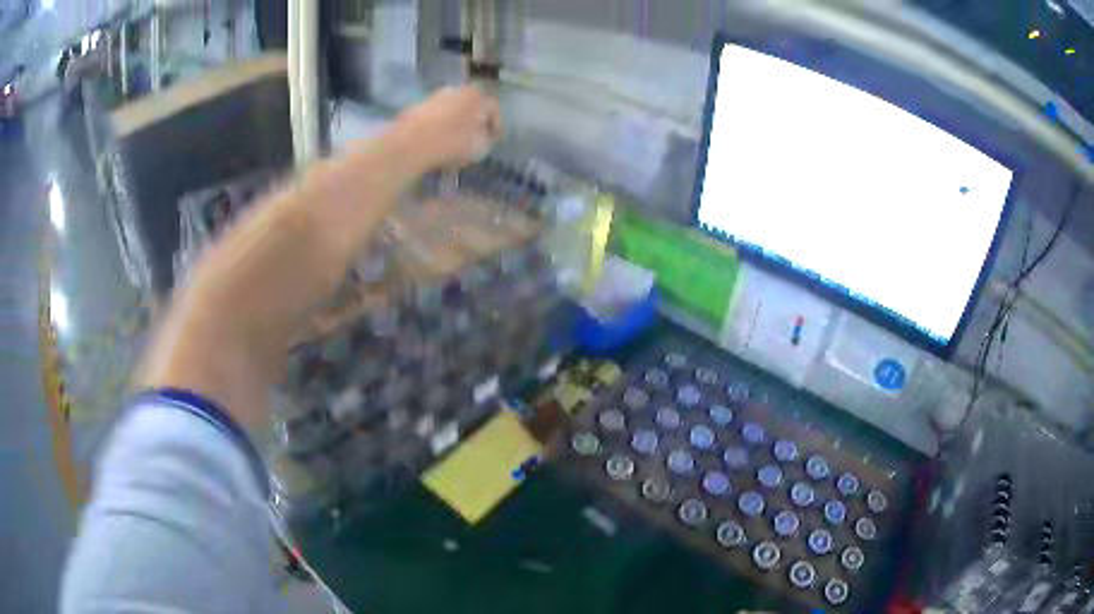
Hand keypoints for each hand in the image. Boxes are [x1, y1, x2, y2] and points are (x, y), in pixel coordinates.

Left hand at [392, 86, 502, 170]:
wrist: (410, 143)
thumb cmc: (451, 143)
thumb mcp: (480, 147)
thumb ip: (487, 139)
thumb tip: (484, 135)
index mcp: (477, 96)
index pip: (493, 108)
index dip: (496, 126)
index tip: (494, 141)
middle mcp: (458, 89)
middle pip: (471, 105)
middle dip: (474, 121)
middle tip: (475, 138)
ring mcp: (436, 95)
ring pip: (452, 109)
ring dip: (455, 122)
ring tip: (455, 141)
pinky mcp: (417, 105)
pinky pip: (435, 115)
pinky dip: (439, 125)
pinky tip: (438, 139)